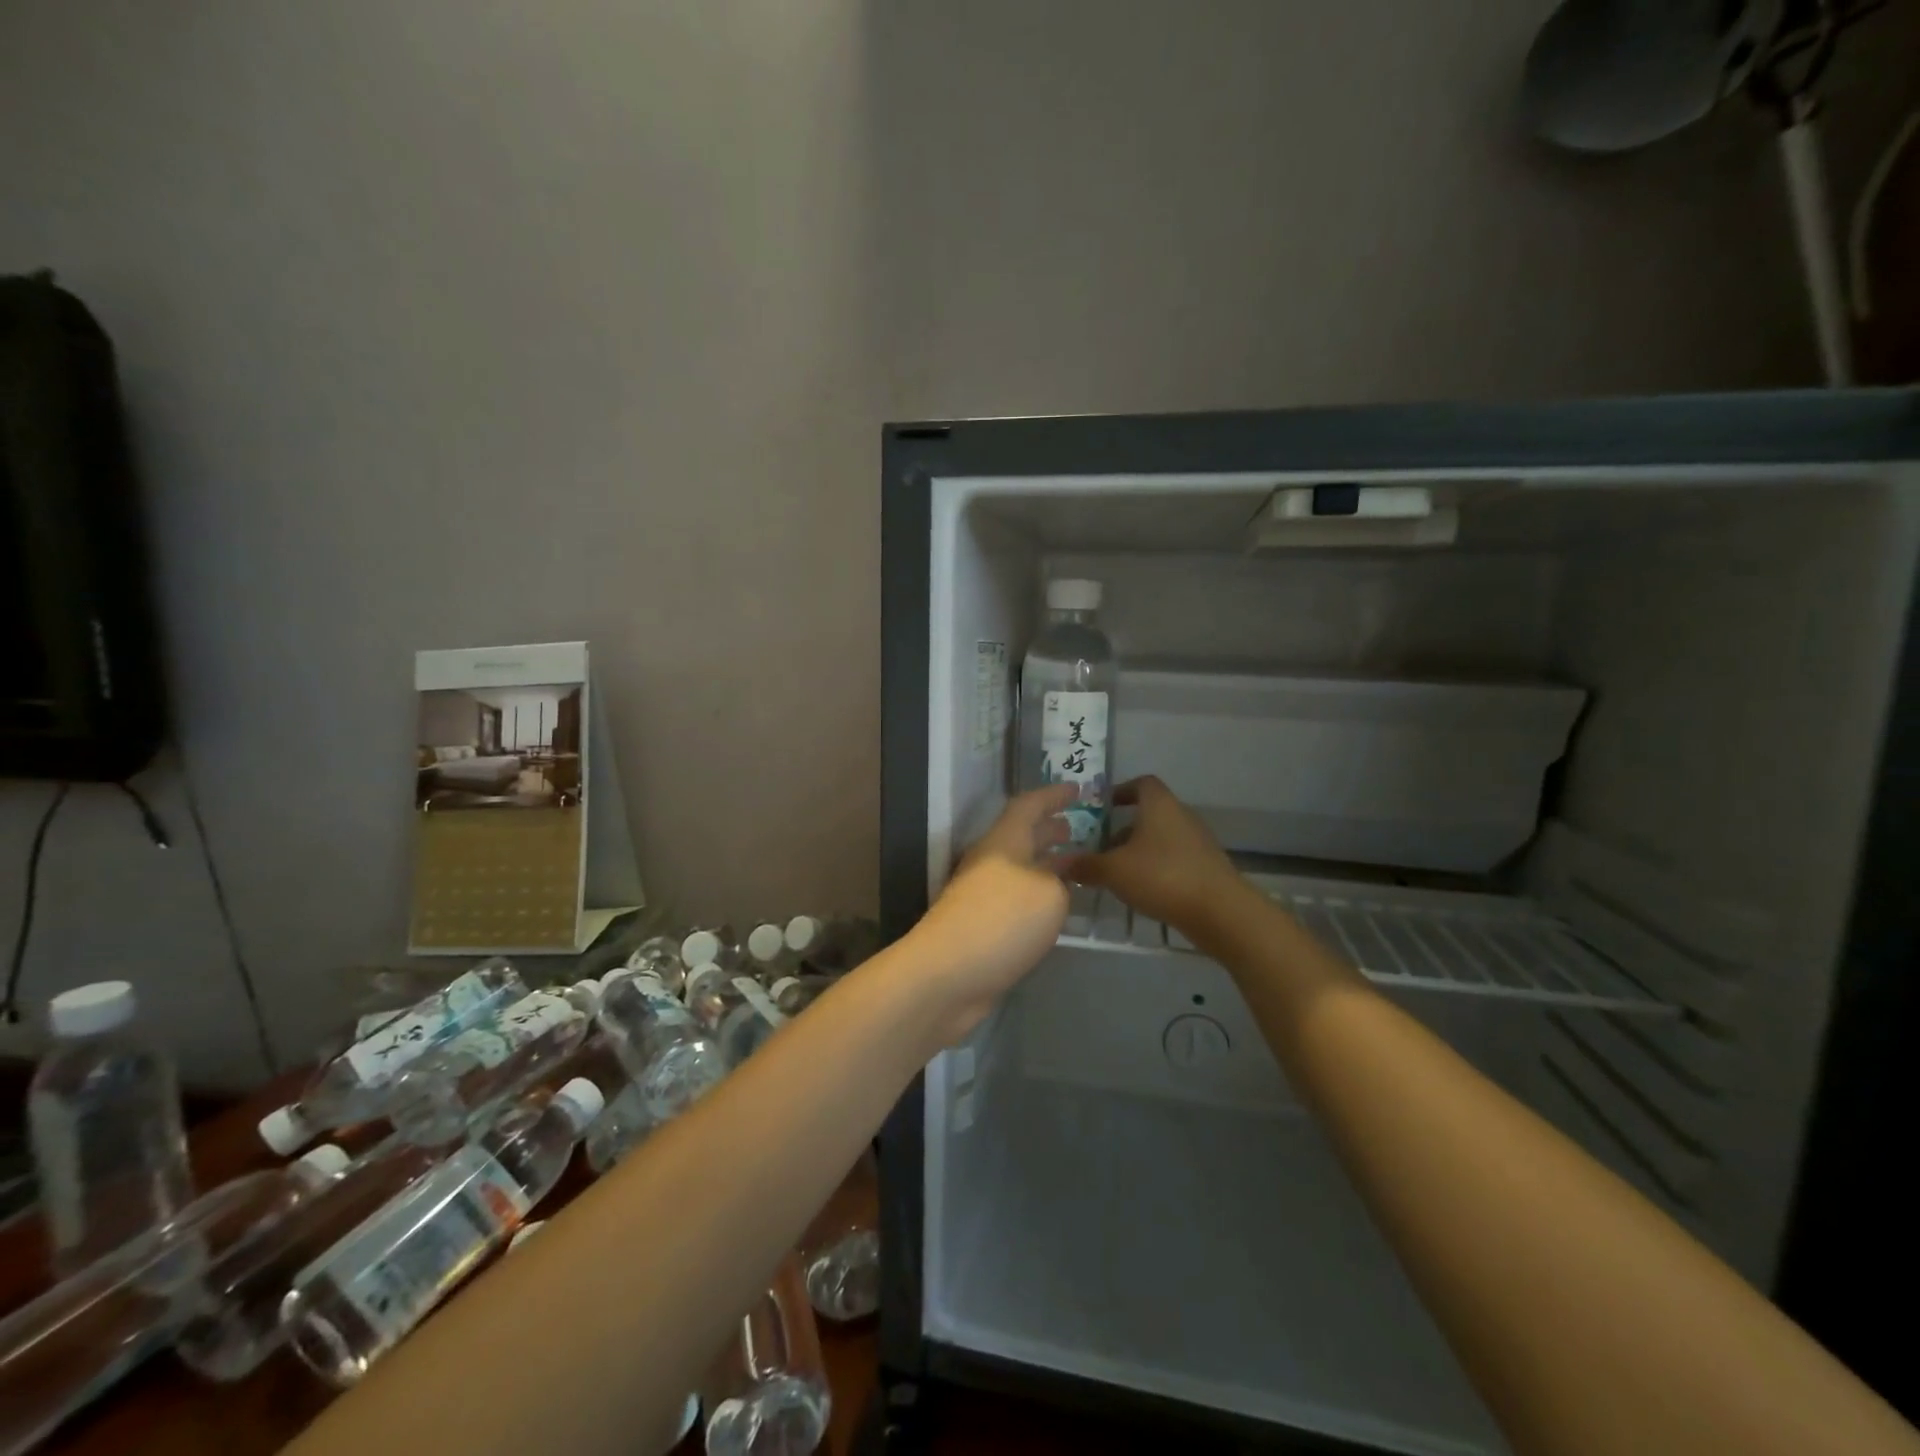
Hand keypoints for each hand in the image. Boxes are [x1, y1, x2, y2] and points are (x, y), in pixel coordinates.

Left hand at [906, 786, 1074, 1042]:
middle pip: (1021, 836)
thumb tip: (1054, 884)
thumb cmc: (1001, 921)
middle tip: (1078, 827)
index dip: (1052, 795)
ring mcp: (981, 896)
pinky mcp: (981, 927)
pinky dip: (1039, 896)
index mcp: (1003, 842)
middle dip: (1049, 829)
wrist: (947, 975)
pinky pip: (1017, 899)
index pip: (1028, 806)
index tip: (1078, 789)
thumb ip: (1060, 881)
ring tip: (1077, 866)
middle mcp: (989, 862)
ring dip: (1047, 864)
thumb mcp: (1048, 894)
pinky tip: (1057, 910)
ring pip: (1021, 869)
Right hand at [1064, 776, 1241, 937]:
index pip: (1141, 783)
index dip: (1121, 791)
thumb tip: (1059, 864)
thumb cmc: (1162, 876)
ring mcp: (1198, 841)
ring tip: (1117, 872)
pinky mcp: (1207, 866)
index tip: (1101, 807)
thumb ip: (1085, 866)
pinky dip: (1157, 867)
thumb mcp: (1114, 871)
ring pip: (1161, 838)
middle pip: (1149, 813)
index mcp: (1159, 805)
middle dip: (1123, 828)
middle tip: (1100, 847)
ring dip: (1139, 850)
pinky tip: (1142, 890)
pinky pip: (1174, 858)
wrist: (1220, 911)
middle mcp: (1181, 815)